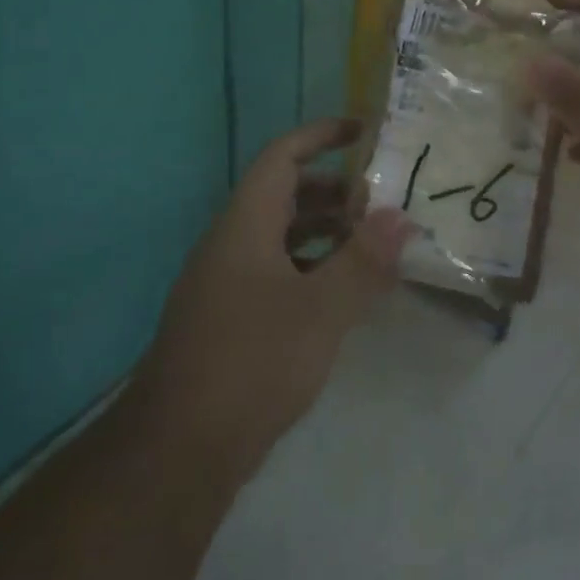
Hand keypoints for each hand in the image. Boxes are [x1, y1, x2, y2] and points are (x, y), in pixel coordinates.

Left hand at [132, 118, 413, 488]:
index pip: (282, 157)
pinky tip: (343, 295)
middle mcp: (231, 243)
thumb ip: (363, 261)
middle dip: (334, 191)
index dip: (321, 136)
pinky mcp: (230, 319)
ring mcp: (227, 282)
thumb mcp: (319, 310)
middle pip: (284, 195)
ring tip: (373, 246)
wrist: (178, 449)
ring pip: (282, 237)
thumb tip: (401, 217)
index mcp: (245, 224)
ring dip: (326, 232)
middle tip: (381, 203)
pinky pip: (277, 273)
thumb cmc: (251, 362)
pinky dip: (312, 269)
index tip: (362, 131)